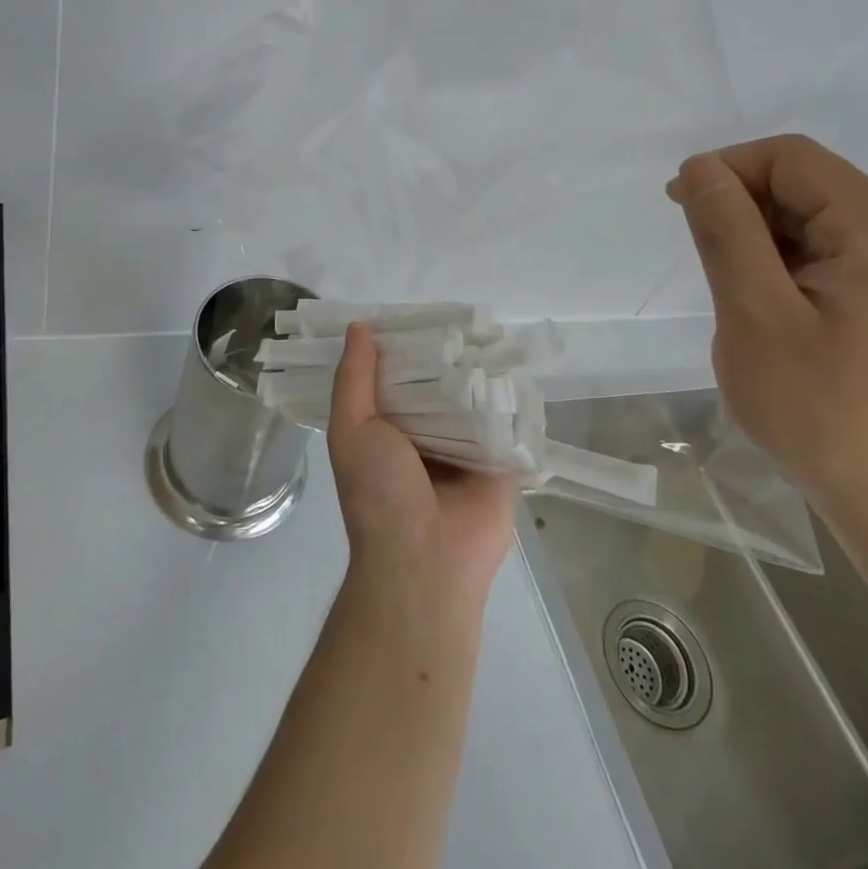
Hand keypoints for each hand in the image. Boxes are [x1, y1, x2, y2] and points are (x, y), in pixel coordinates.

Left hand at [326, 323, 516, 607]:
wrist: (425, 560)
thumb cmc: (378, 492)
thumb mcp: (351, 430)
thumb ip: (353, 379)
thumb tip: (360, 327)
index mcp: (390, 427)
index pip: (398, 375)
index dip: (403, 345)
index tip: (414, 308)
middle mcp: (428, 432)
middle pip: (439, 381)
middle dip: (446, 352)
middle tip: (459, 309)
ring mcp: (468, 444)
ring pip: (474, 395)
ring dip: (478, 367)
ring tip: (489, 322)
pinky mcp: (504, 457)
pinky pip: (507, 418)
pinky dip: (509, 393)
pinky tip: (516, 356)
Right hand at [666, 135, 867, 524]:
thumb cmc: (826, 413)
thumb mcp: (755, 315)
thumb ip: (726, 232)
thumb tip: (701, 169)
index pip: (792, 158)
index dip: (728, 168)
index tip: (679, 206)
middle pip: (808, 187)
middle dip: (743, 208)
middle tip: (701, 261)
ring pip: (816, 227)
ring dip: (762, 244)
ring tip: (735, 299)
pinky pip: (832, 262)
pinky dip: (787, 272)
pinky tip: (769, 317)